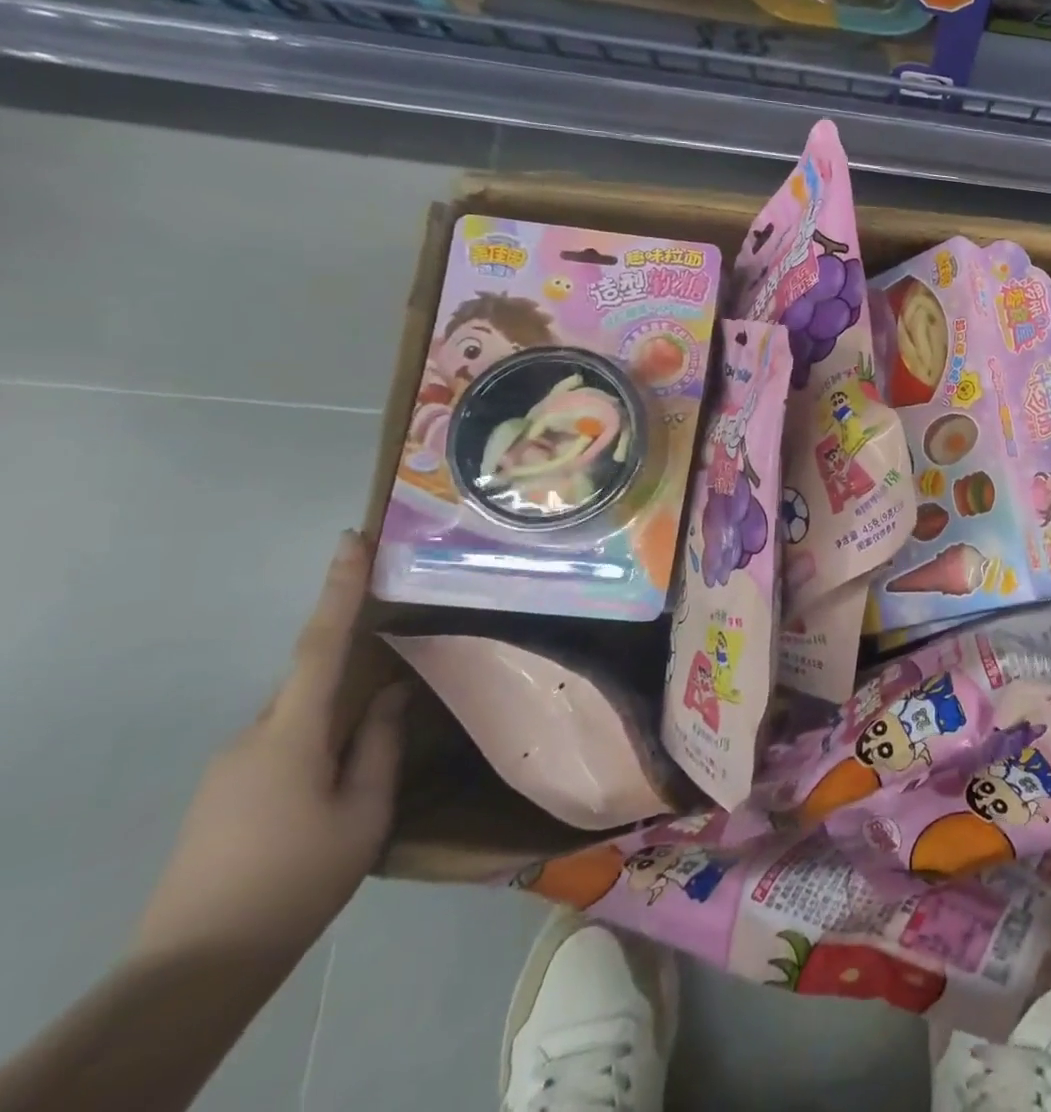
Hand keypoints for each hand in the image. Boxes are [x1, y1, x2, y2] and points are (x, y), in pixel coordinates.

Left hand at [132, 532, 405, 967]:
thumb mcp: (363, 813)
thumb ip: (380, 745)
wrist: (195, 967)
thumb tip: (392, 693)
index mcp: (291, 735)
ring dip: (336, 722)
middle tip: (397, 678)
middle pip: (311, 683)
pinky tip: (332, 790)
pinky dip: (315, 746)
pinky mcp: (221, 793)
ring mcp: (229, 767)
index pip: (320, 644)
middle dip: (353, 674)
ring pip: (298, 718)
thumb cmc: (296, 880)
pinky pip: (280, 745)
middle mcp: (252, 737)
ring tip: (366, 761)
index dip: (339, 589)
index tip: (351, 542)